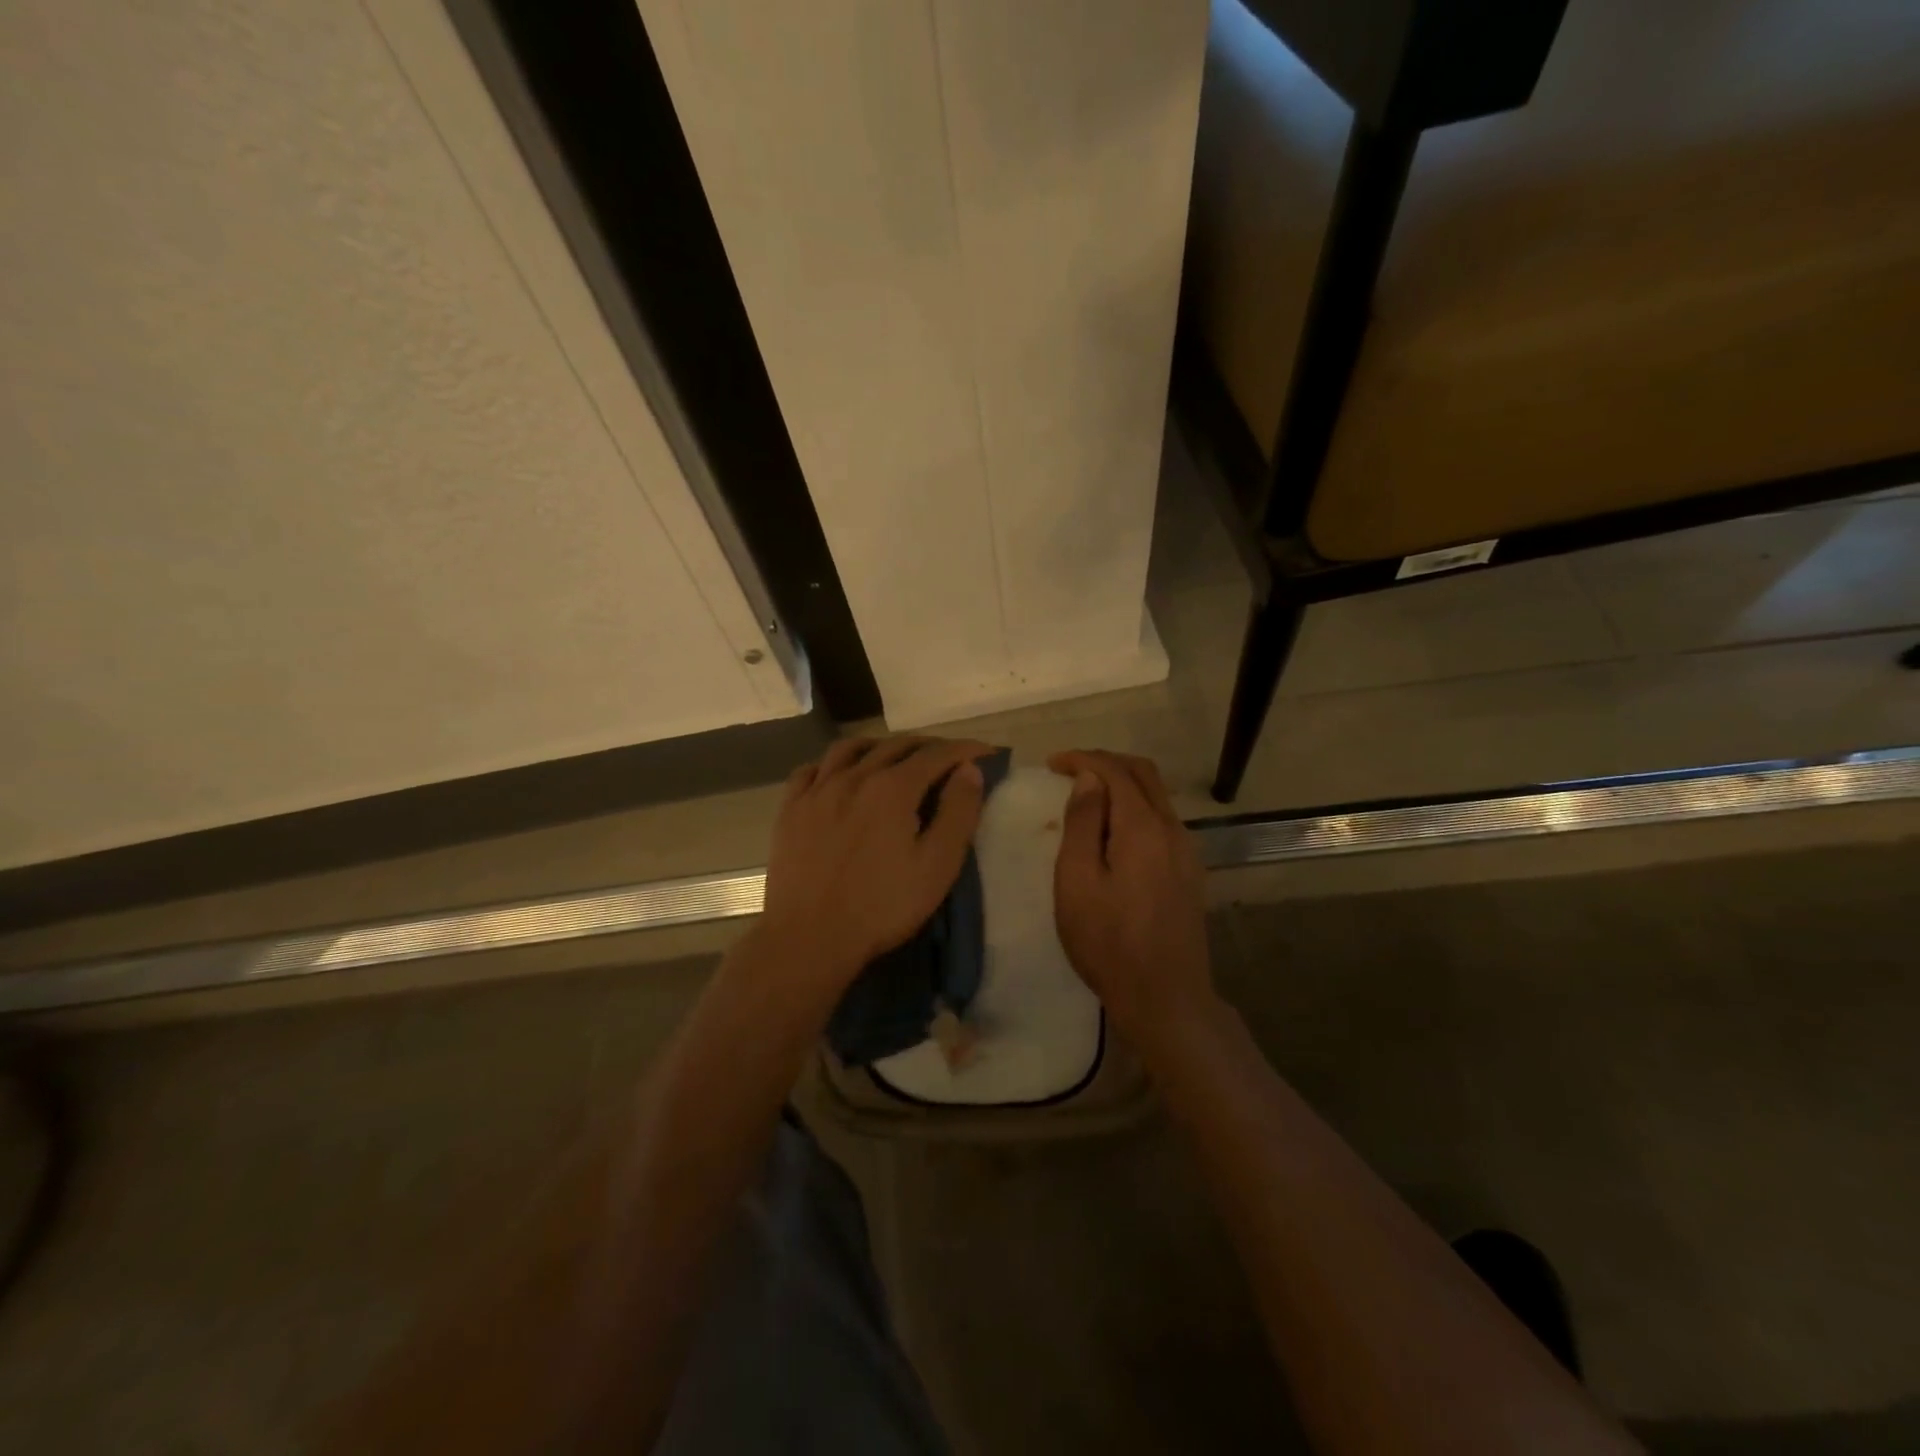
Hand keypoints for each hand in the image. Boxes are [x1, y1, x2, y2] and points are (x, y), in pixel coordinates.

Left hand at [756, 736, 993, 1004]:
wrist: (809, 937)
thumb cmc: (882, 906)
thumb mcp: (937, 865)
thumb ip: (958, 812)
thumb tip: (969, 769)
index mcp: (893, 788)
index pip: (936, 755)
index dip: (965, 750)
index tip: (986, 753)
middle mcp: (854, 776)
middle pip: (896, 745)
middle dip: (928, 746)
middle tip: (948, 758)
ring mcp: (817, 790)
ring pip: (851, 748)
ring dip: (880, 746)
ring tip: (895, 756)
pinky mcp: (790, 809)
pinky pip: (812, 769)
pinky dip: (833, 764)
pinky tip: (840, 775)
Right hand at [1049, 750, 1215, 1040]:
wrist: (1166, 998)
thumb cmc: (1109, 943)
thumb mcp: (1077, 882)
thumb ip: (1082, 824)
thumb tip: (1088, 779)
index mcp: (1143, 827)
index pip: (1115, 771)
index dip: (1083, 759)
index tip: (1052, 764)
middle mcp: (1172, 829)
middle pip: (1143, 774)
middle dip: (1105, 763)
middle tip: (1069, 772)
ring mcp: (1186, 851)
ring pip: (1156, 796)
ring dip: (1121, 785)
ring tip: (1085, 800)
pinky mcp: (1189, 871)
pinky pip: (1161, 820)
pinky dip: (1134, 808)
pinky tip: (1112, 832)